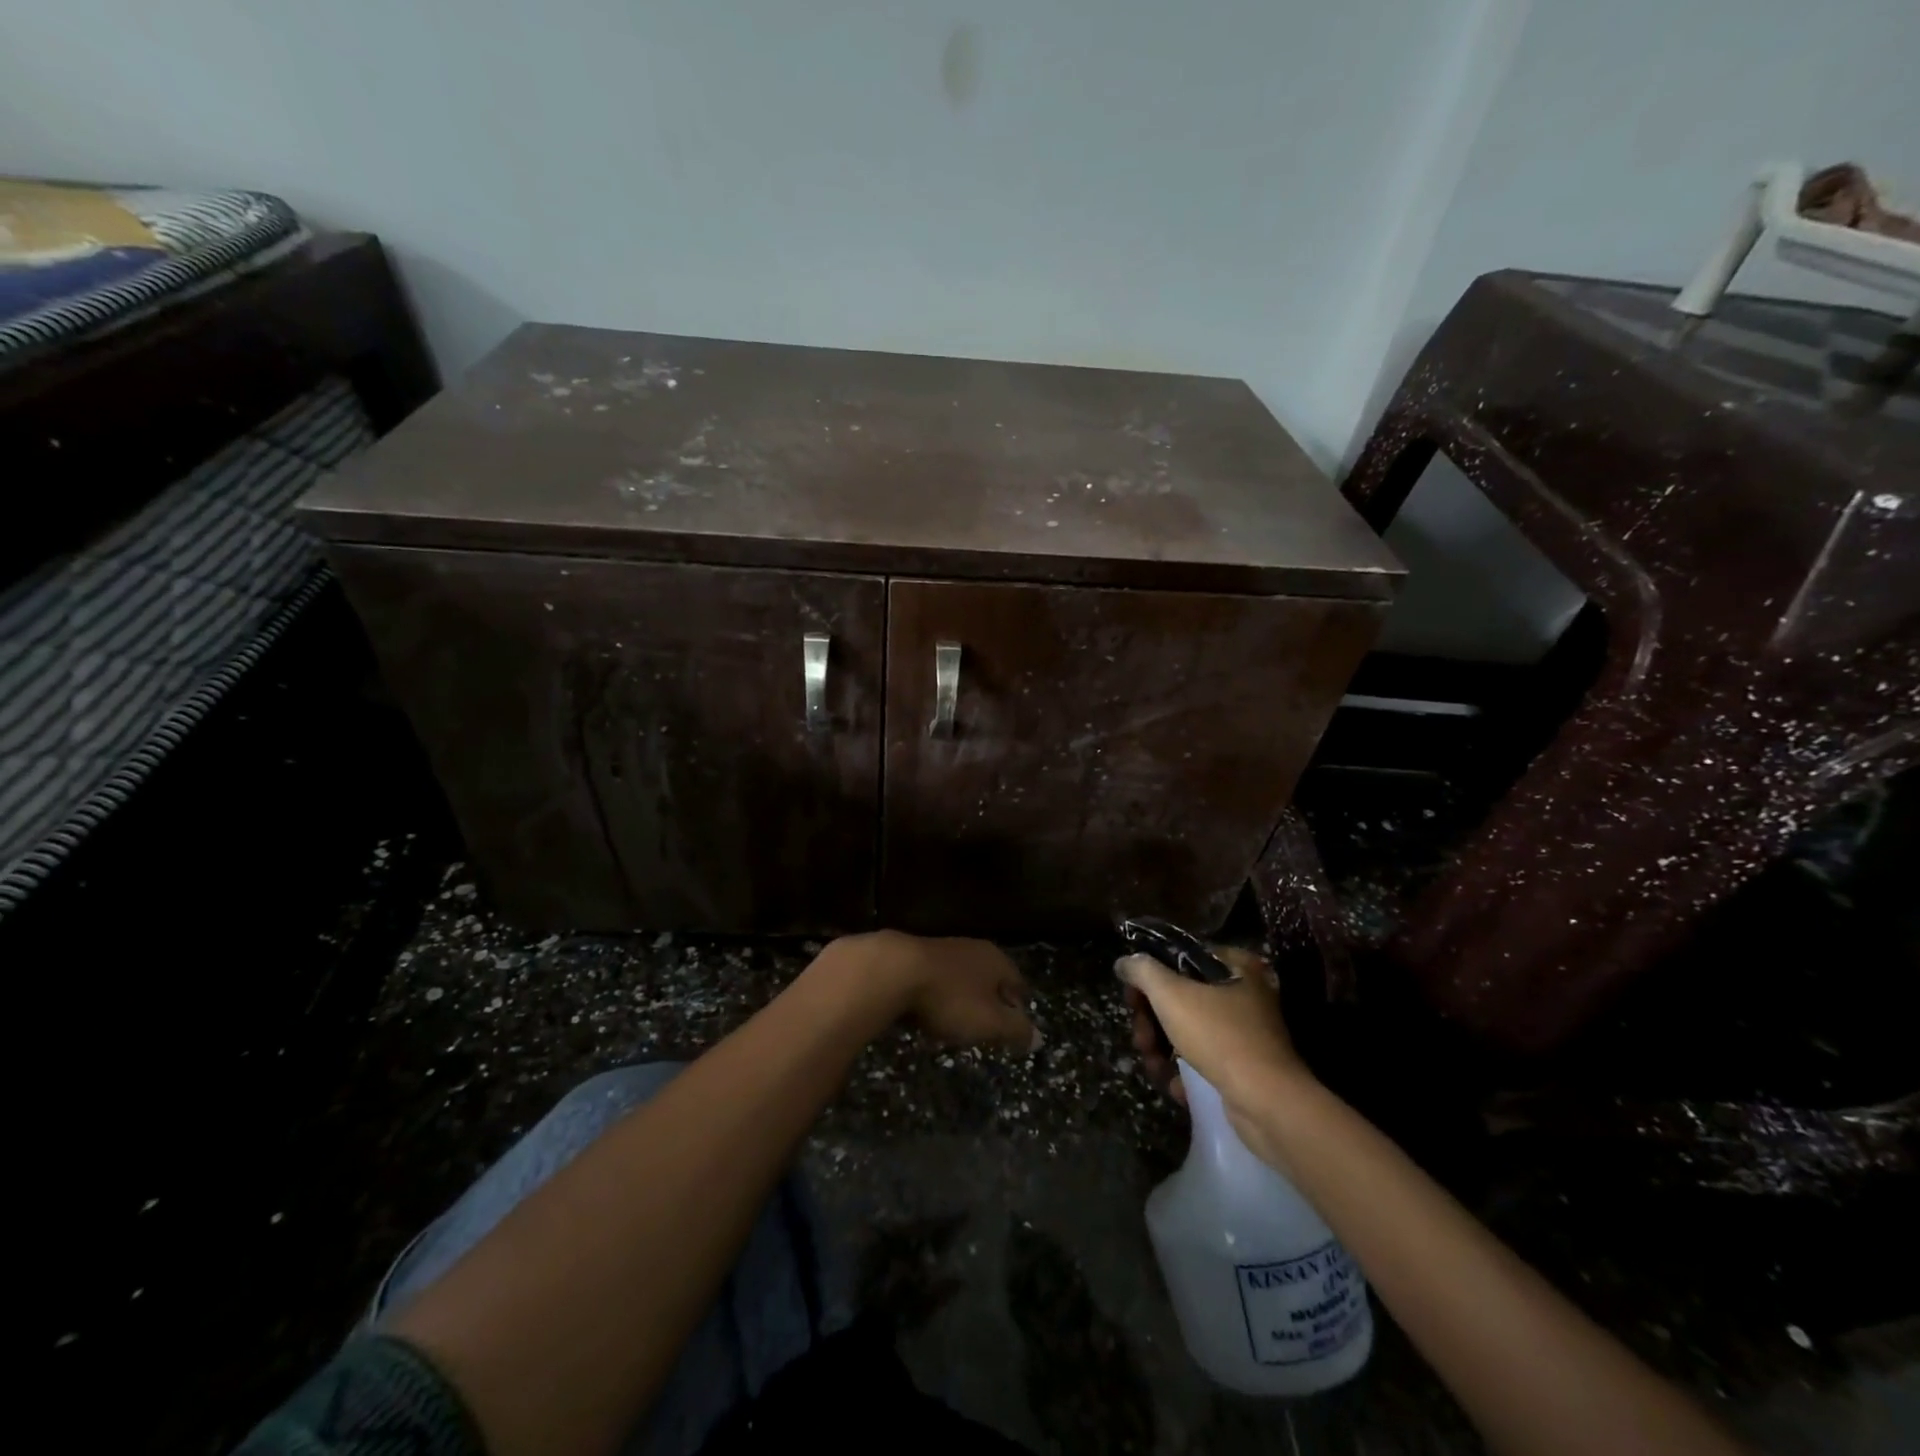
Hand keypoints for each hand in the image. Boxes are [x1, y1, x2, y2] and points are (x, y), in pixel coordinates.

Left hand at [814, 930, 1038, 1052]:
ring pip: (961, 978)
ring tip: (956, 1024)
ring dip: (961, 999)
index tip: (1015, 1027)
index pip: (1017, 982)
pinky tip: (926, 1013)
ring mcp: (941, 950)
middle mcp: (972, 948)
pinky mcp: (913, 957)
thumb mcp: (990, 1022)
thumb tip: (1039, 1038)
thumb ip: (1016, 1030)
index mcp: (995, 959)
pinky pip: (934, 981)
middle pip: (989, 978)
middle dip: (990, 1002)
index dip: (1019, 1006)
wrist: (892, 971)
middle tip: (987, 1029)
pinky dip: (936, 997)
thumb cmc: (950, 998)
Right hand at [1117, 946, 1310, 1136]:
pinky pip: (1203, 1061)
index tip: (1132, 998)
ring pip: (1188, 1031)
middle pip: (1180, 997)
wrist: (1268, 1104)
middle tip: (1141, 1039)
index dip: (1150, 975)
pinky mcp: (1244, 1068)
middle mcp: (1244, 994)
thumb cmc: (1219, 1037)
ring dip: (1162, 1050)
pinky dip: (1185, 1072)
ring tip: (1155, 1068)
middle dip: (1152, 1021)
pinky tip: (1177, 1086)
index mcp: (1235, 966)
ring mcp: (1245, 1033)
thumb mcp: (1171, 994)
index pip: (1180, 958)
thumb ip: (1142, 970)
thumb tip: (1124, 962)